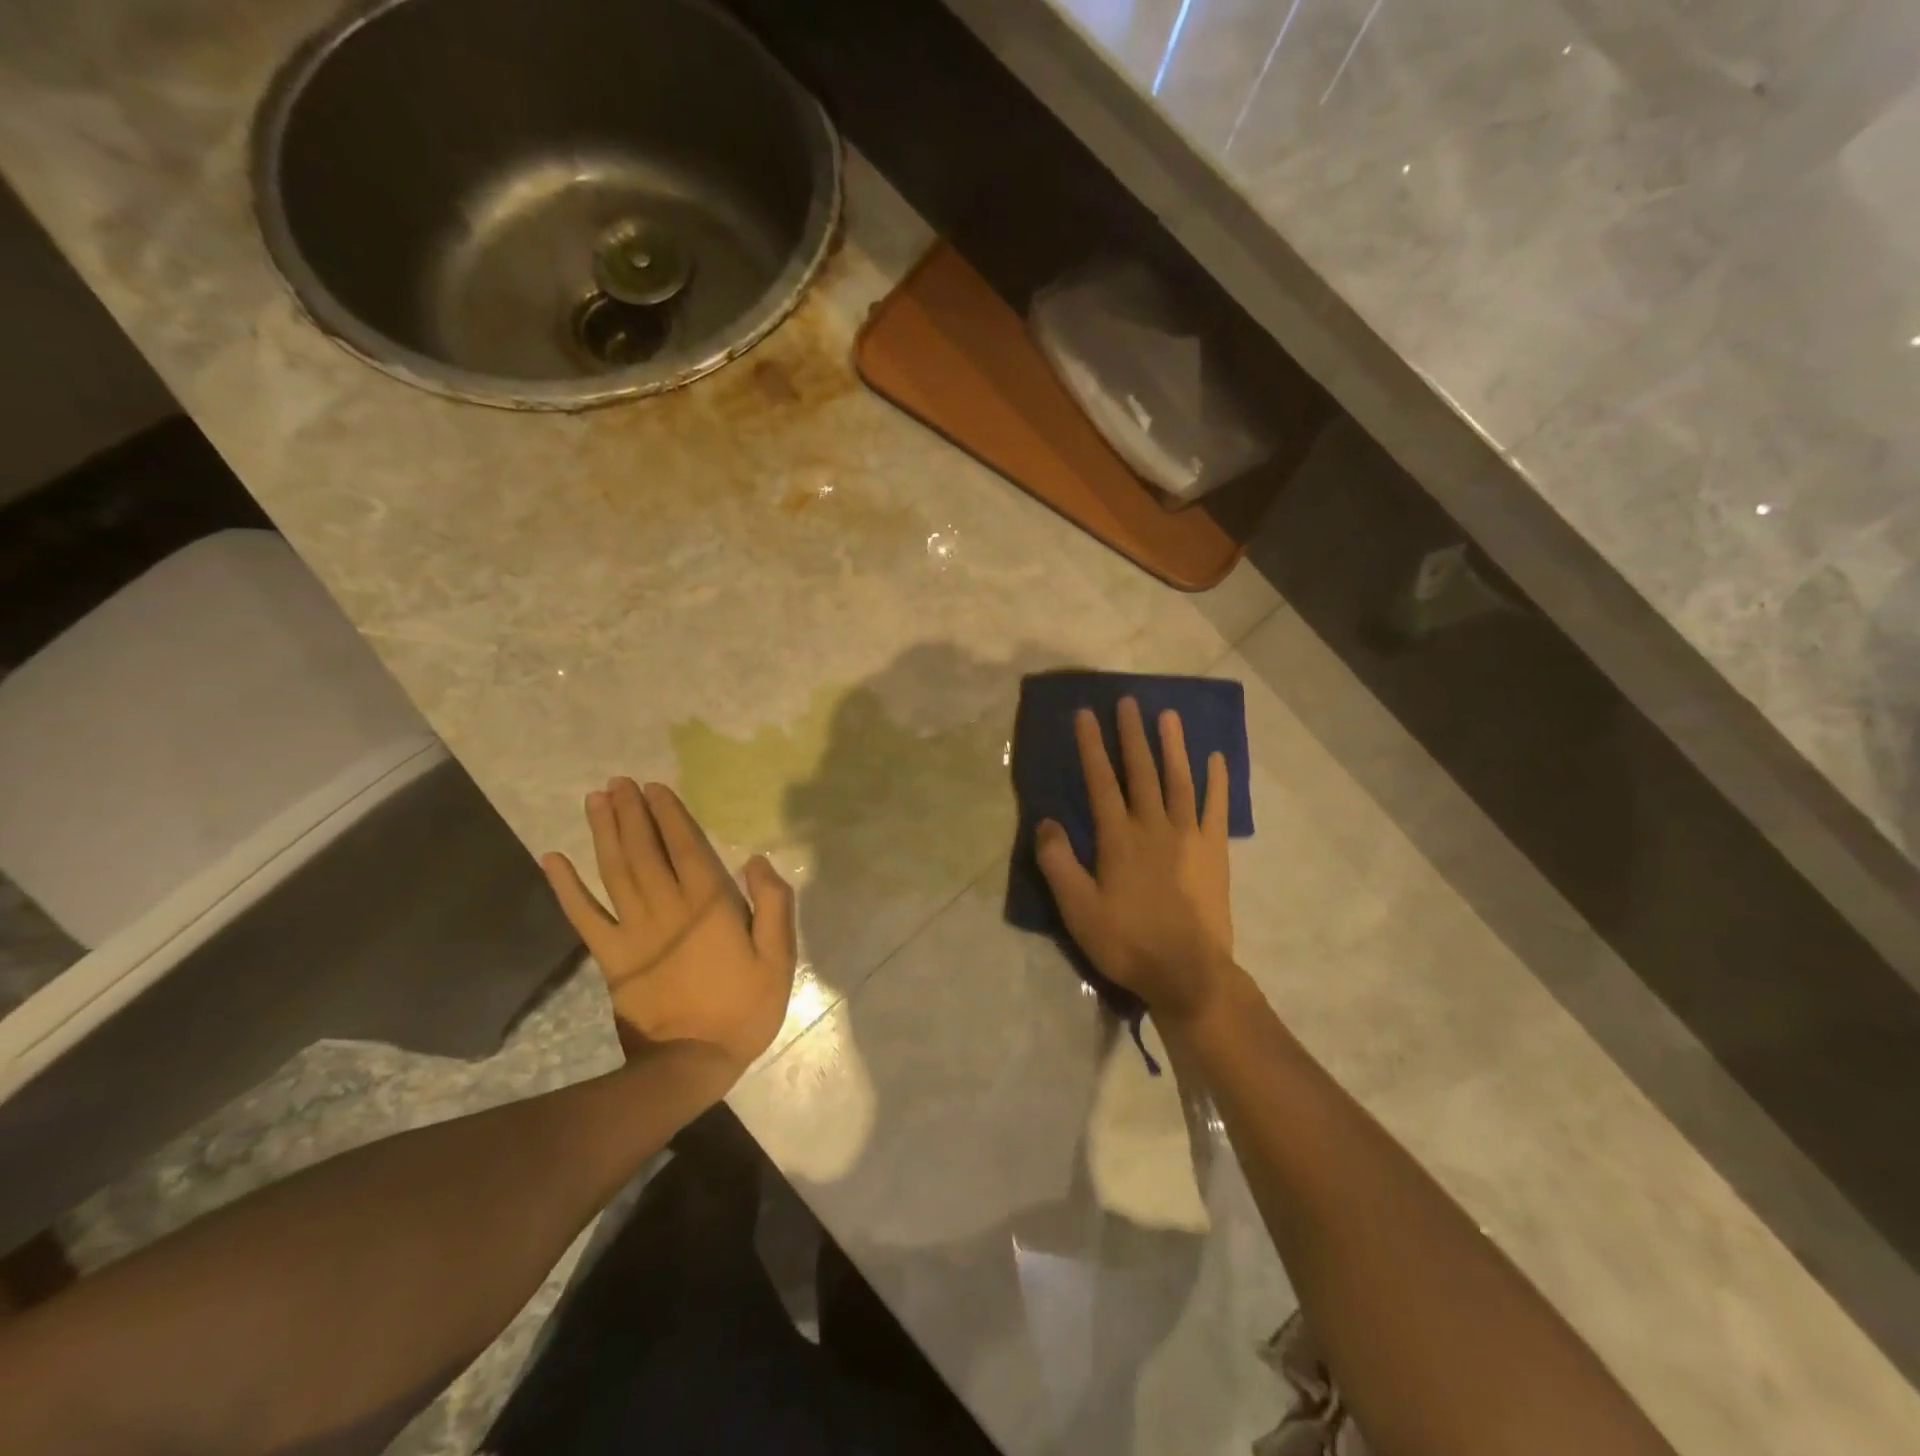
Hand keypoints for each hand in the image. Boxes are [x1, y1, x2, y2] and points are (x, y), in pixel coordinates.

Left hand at [542, 778, 796, 1078]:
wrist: (690, 1064)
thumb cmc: (742, 1008)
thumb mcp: (779, 958)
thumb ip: (772, 905)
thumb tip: (756, 861)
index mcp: (708, 906)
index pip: (685, 847)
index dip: (669, 815)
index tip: (655, 787)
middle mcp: (666, 908)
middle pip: (644, 850)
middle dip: (632, 813)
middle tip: (619, 782)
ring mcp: (633, 931)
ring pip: (615, 871)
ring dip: (604, 834)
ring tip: (596, 801)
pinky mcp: (611, 957)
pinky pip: (584, 915)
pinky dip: (567, 887)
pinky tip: (553, 859)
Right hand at [1035, 699, 1237, 1027]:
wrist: (1187, 972)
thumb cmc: (1126, 941)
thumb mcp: (1077, 908)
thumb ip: (1058, 862)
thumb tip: (1045, 821)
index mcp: (1118, 838)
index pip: (1101, 781)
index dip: (1091, 746)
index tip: (1086, 715)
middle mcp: (1153, 826)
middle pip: (1140, 771)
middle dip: (1131, 734)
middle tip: (1127, 701)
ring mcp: (1188, 836)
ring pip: (1178, 780)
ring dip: (1172, 746)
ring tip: (1168, 716)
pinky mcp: (1214, 851)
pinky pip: (1216, 808)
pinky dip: (1216, 781)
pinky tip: (1215, 758)